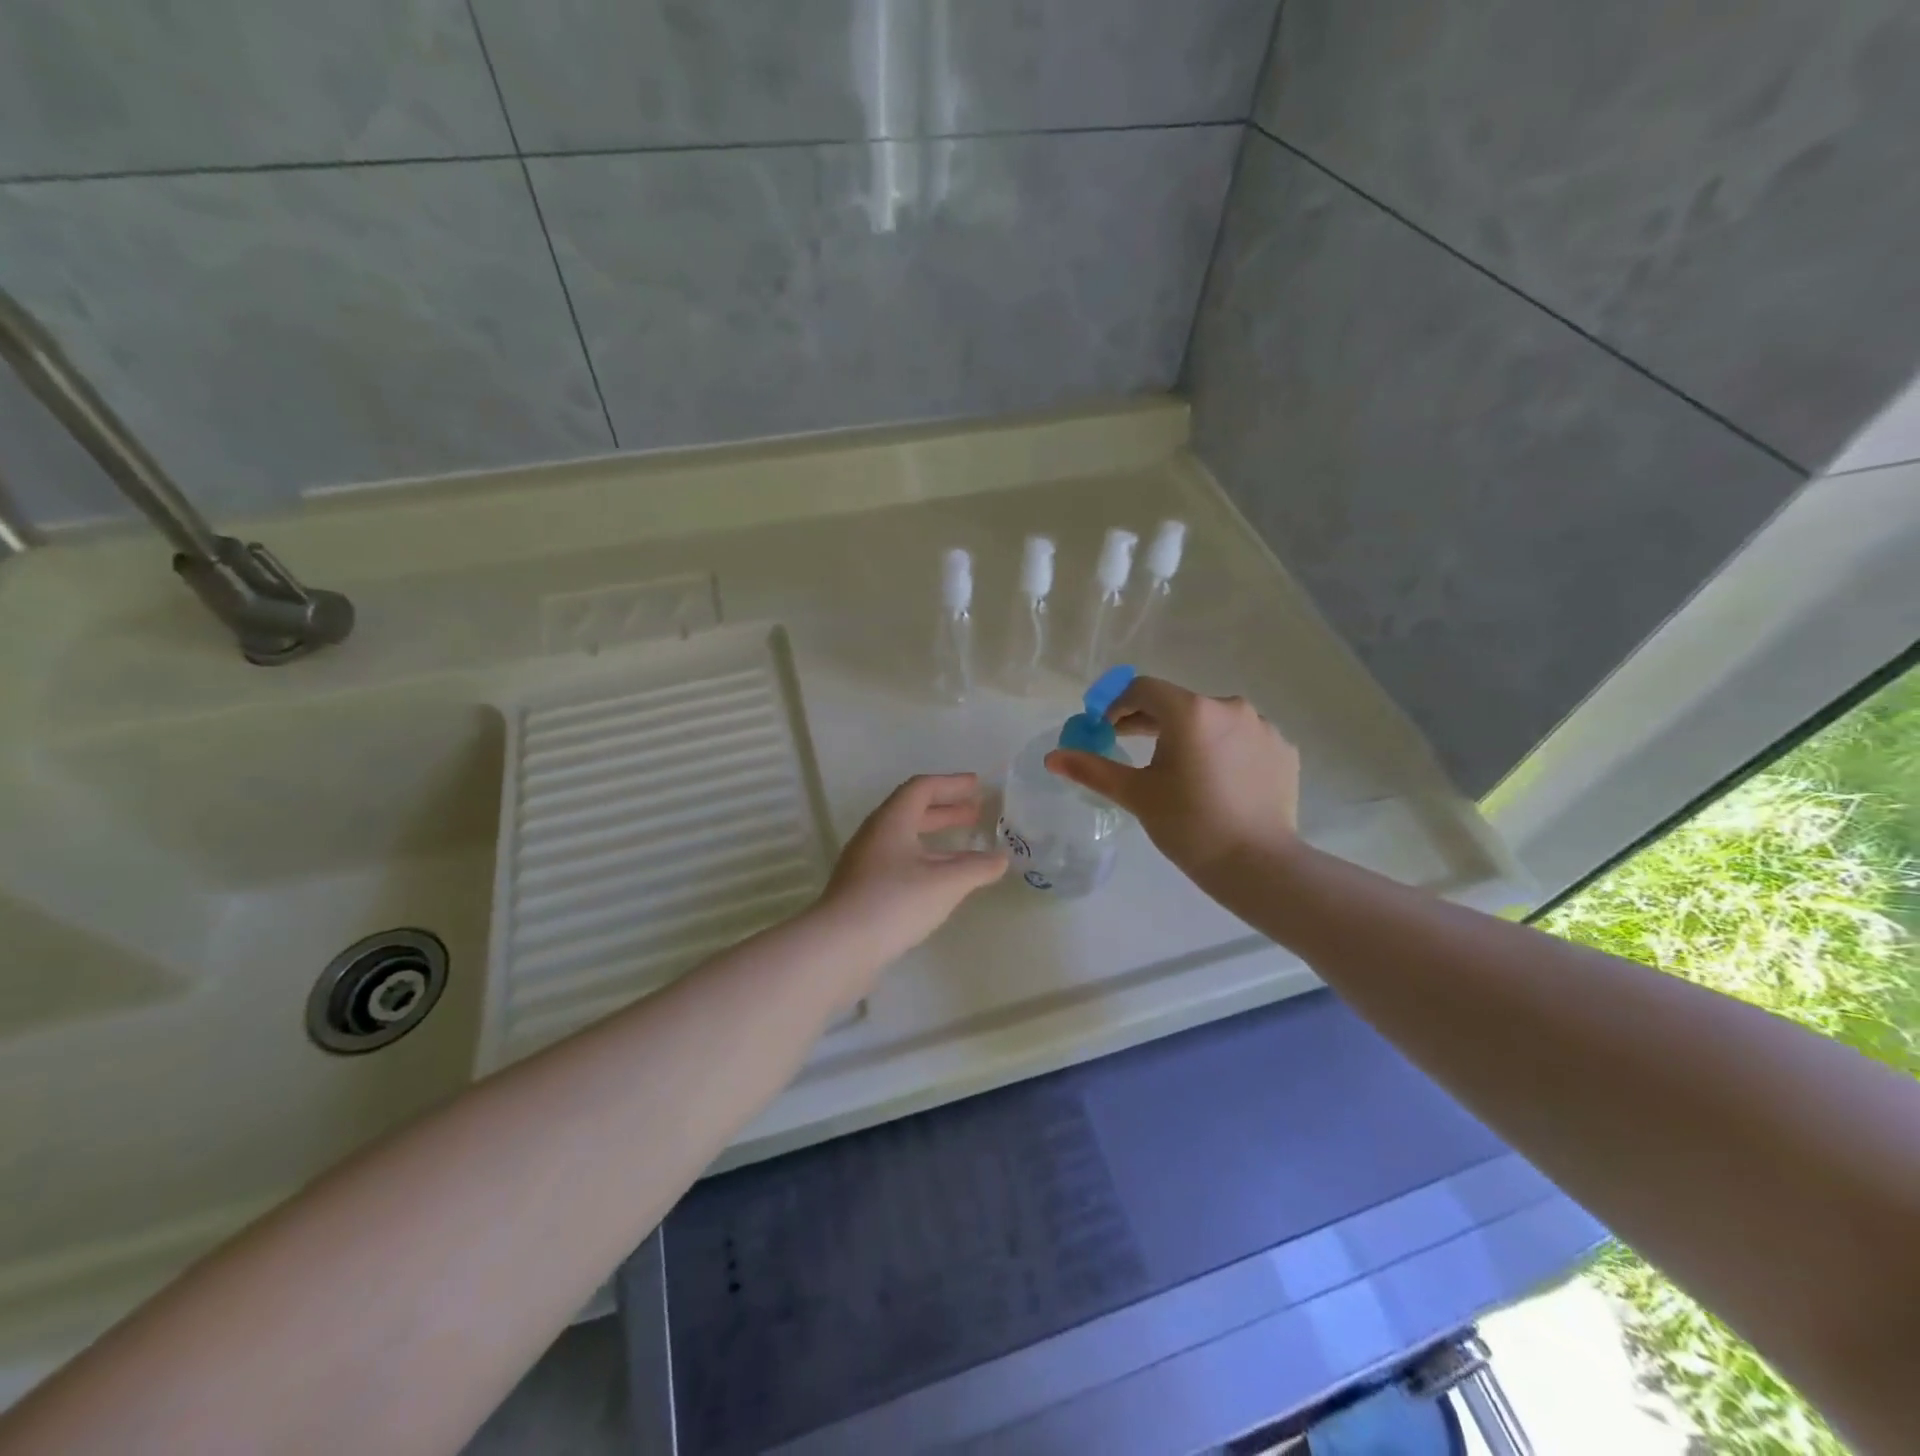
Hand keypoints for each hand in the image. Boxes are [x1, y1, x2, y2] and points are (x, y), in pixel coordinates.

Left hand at [819, 774, 1007, 972]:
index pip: (922, 788)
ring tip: (968, 852)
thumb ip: (977, 868)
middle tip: (975, 814)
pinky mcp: (863, 890)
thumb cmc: (895, 902)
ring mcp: (865, 864)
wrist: (839, 947)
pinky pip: (900, 864)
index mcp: (891, 821)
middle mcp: (875, 836)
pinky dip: (926, 863)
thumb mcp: (945, 883)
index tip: (977, 786)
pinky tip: (941, 883)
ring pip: (906, 841)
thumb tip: (1002, 859)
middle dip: (946, 811)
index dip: (951, 784)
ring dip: (937, 840)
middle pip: (912, 812)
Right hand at [1045, 676, 1299, 881]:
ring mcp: (1262, 727)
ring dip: (1189, 735)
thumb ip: (1092, 769)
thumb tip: (1052, 757)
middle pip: (1179, 703)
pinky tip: (1216, 781)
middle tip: (1129, 743)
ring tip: (1177, 768)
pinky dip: (1223, 750)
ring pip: (1212, 721)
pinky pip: (1242, 739)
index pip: (1144, 689)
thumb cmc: (1189, 825)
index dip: (1118, 704)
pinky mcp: (1282, 749)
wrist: (1258, 865)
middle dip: (1150, 720)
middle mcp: (1230, 707)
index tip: (1105, 728)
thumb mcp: (1136, 794)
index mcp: (1191, 711)